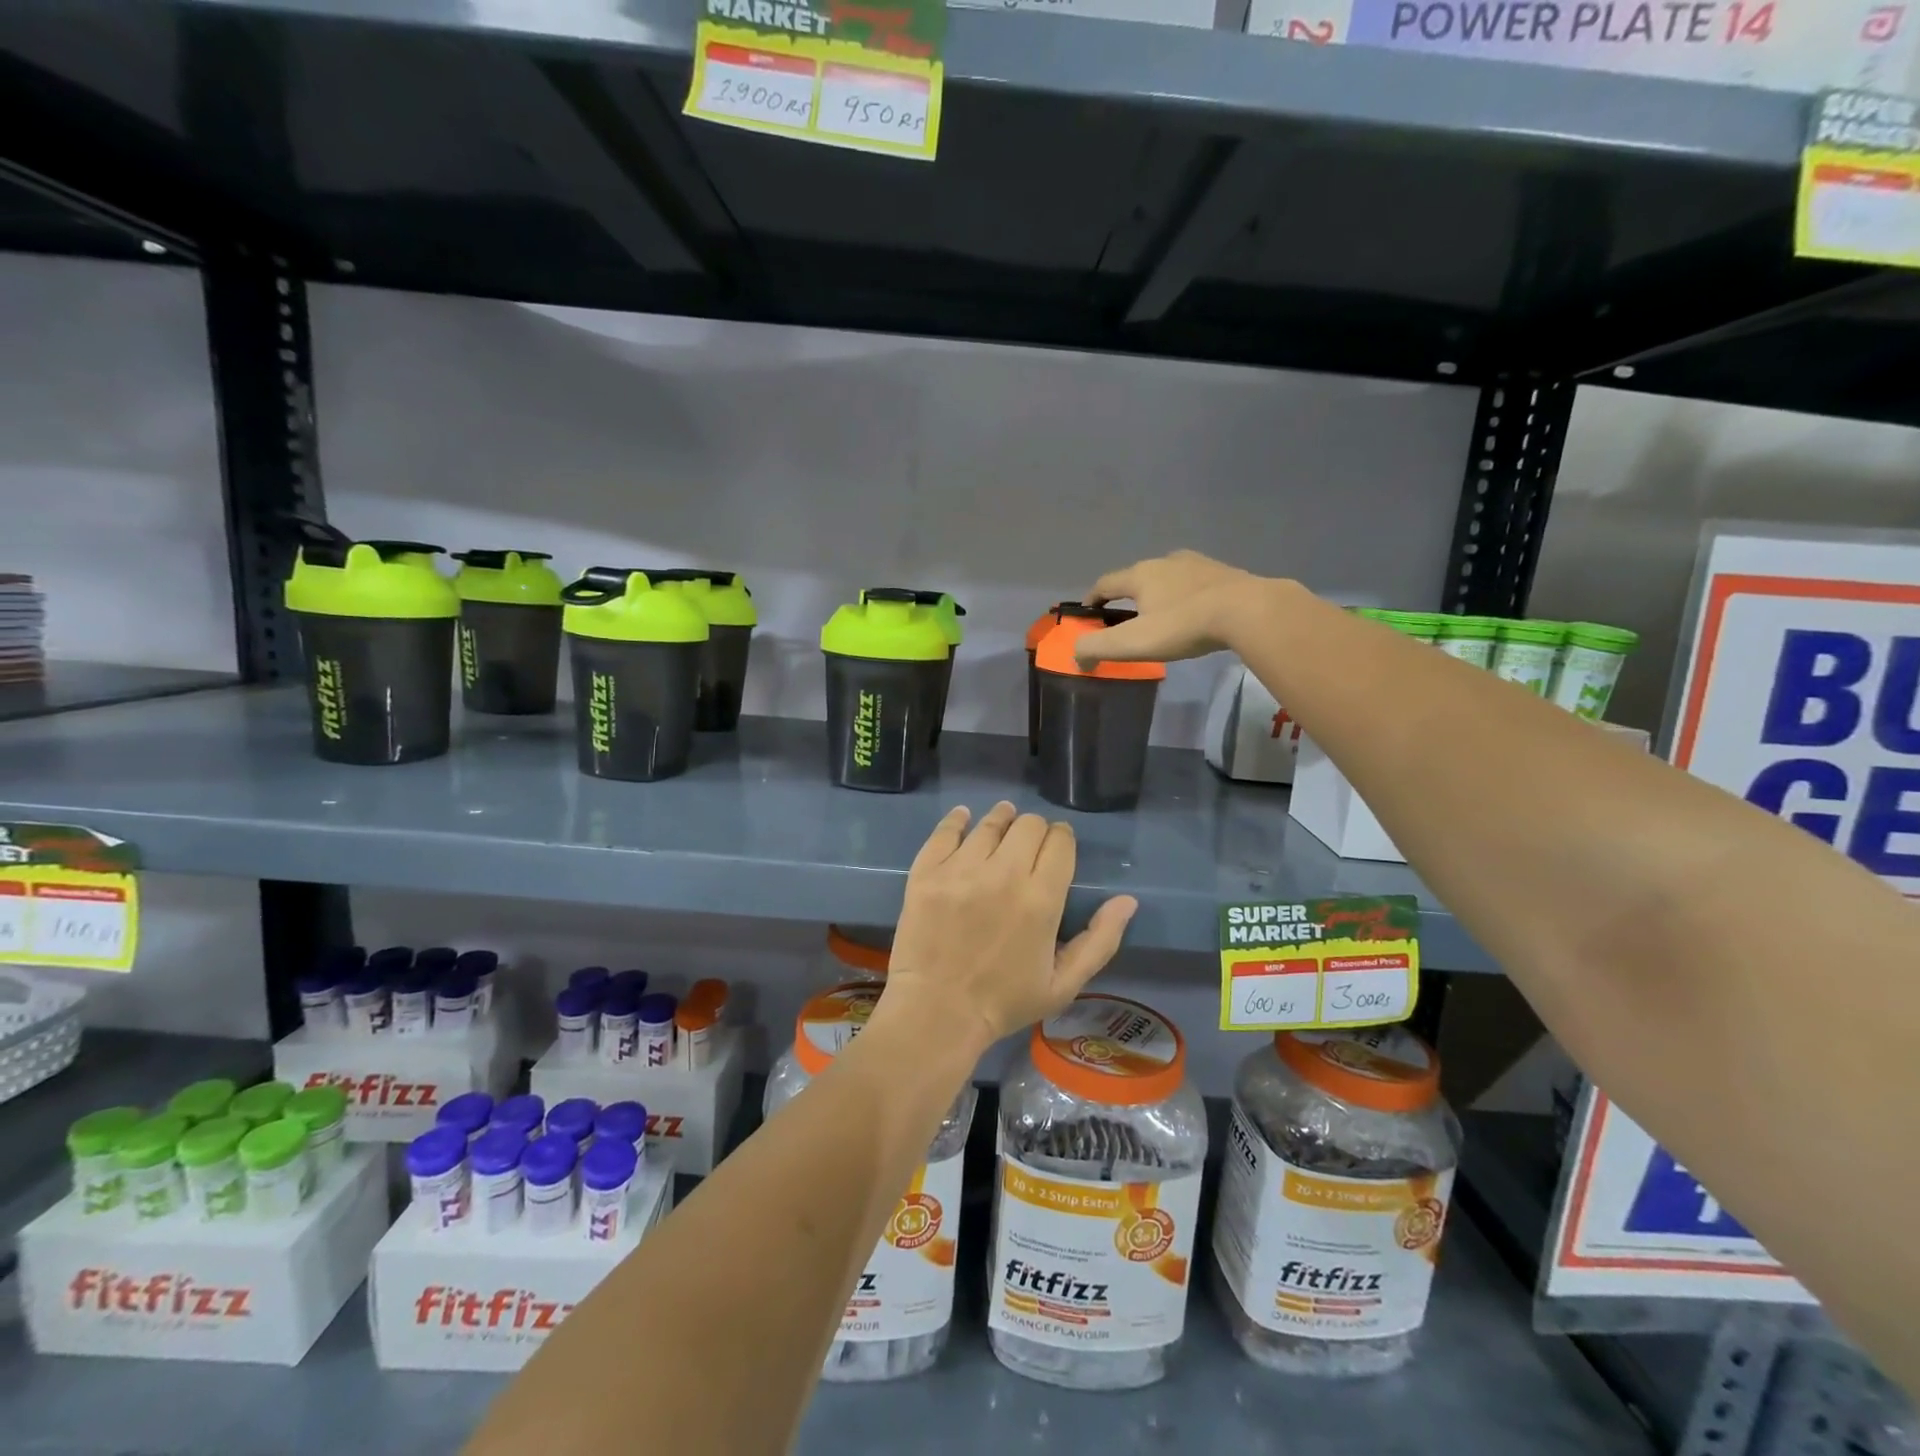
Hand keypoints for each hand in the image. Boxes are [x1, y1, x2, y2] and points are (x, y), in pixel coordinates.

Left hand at [881, 803, 1136, 1054]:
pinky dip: (957, 820)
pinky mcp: (927, 872)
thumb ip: (1100, 940)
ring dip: (1002, 819)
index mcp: (1041, 900)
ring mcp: (960, 871)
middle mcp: (1003, 875)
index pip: (1059, 842)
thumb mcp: (1063, 984)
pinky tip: (964, 818)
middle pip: (1028, 825)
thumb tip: (1128, 901)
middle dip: (1036, 829)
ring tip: (1003, 820)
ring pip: (989, 824)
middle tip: (1030, 843)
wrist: (936, 1014)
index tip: (1058, 845)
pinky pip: (945, 831)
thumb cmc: (1004, 1003)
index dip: (1062, 838)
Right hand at [1077, 549, 1272, 665]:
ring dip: (1159, 595)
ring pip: (1168, 578)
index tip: (1087, 615)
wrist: (1248, 610)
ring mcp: (1198, 564)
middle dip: (1128, 598)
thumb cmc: (1183, 625)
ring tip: (1162, 618)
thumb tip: (1077, 656)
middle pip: (1137, 578)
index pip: (1105, 583)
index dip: (1092, 599)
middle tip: (1127, 622)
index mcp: (1140, 574)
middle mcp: (1165, 561)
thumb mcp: (1132, 643)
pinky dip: (1186, 597)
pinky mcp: (1224, 573)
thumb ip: (1097, 647)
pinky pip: (1195, 584)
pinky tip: (1194, 614)